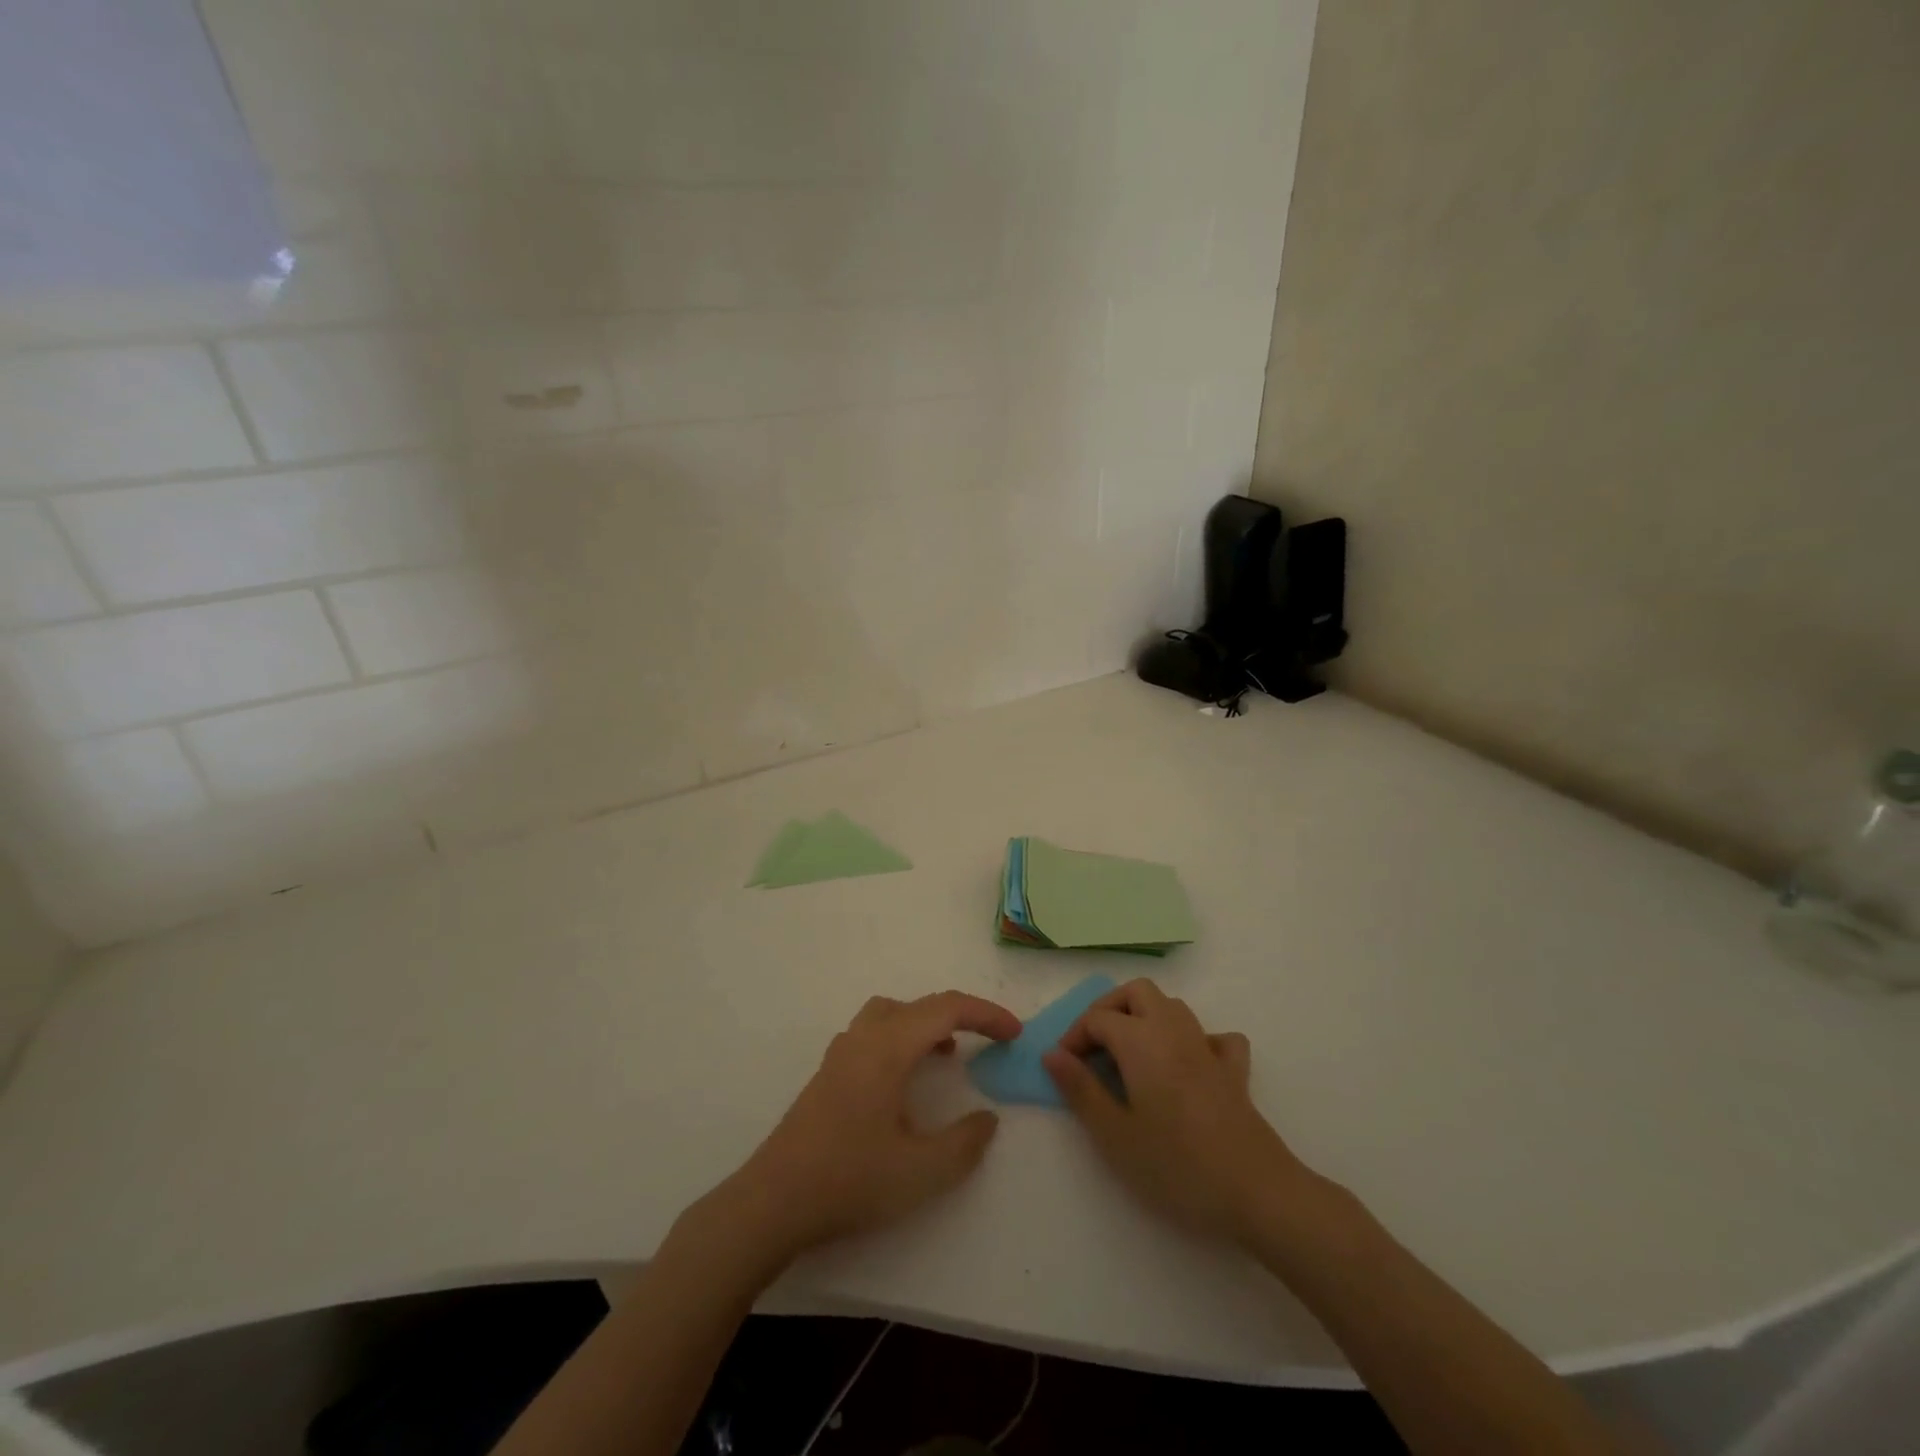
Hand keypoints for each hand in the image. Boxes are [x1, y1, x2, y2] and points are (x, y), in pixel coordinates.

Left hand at [720, 991, 1021, 1261]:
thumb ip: (964, 1143)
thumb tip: (987, 1119)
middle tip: (991, 1039)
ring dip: (927, 1023)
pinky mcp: (828, 1073)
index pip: (946, 1008)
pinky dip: (902, 1037)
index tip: (1015, 1033)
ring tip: (949, 1053)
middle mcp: (864, 1037)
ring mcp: (841, 1053)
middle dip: (961, 1015)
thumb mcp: (921, 1171)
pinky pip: (874, 1032)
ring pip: (892, 1013)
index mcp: (888, 1047)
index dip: (985, 1014)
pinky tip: (905, 1078)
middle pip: (920, 1005)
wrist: (773, 1201)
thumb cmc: (850, 1180)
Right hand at [1044, 979, 1313, 1245]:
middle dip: (1110, 1009)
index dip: (1074, 1036)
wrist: (1257, 1194)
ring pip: (1173, 1006)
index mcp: (1141, 1041)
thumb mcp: (1114, 1135)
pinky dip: (1195, 1041)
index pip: (1098, 1018)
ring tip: (1129, 1055)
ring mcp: (1208, 1048)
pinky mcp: (1234, 1072)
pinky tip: (1187, 1066)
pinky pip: (1213, 1038)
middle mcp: (1174, 1030)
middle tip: (1093, 1048)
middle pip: (1137, 992)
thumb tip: (1052, 1054)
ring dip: (1146, 1017)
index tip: (1064, 1069)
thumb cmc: (1176, 1166)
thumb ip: (1080, 1090)